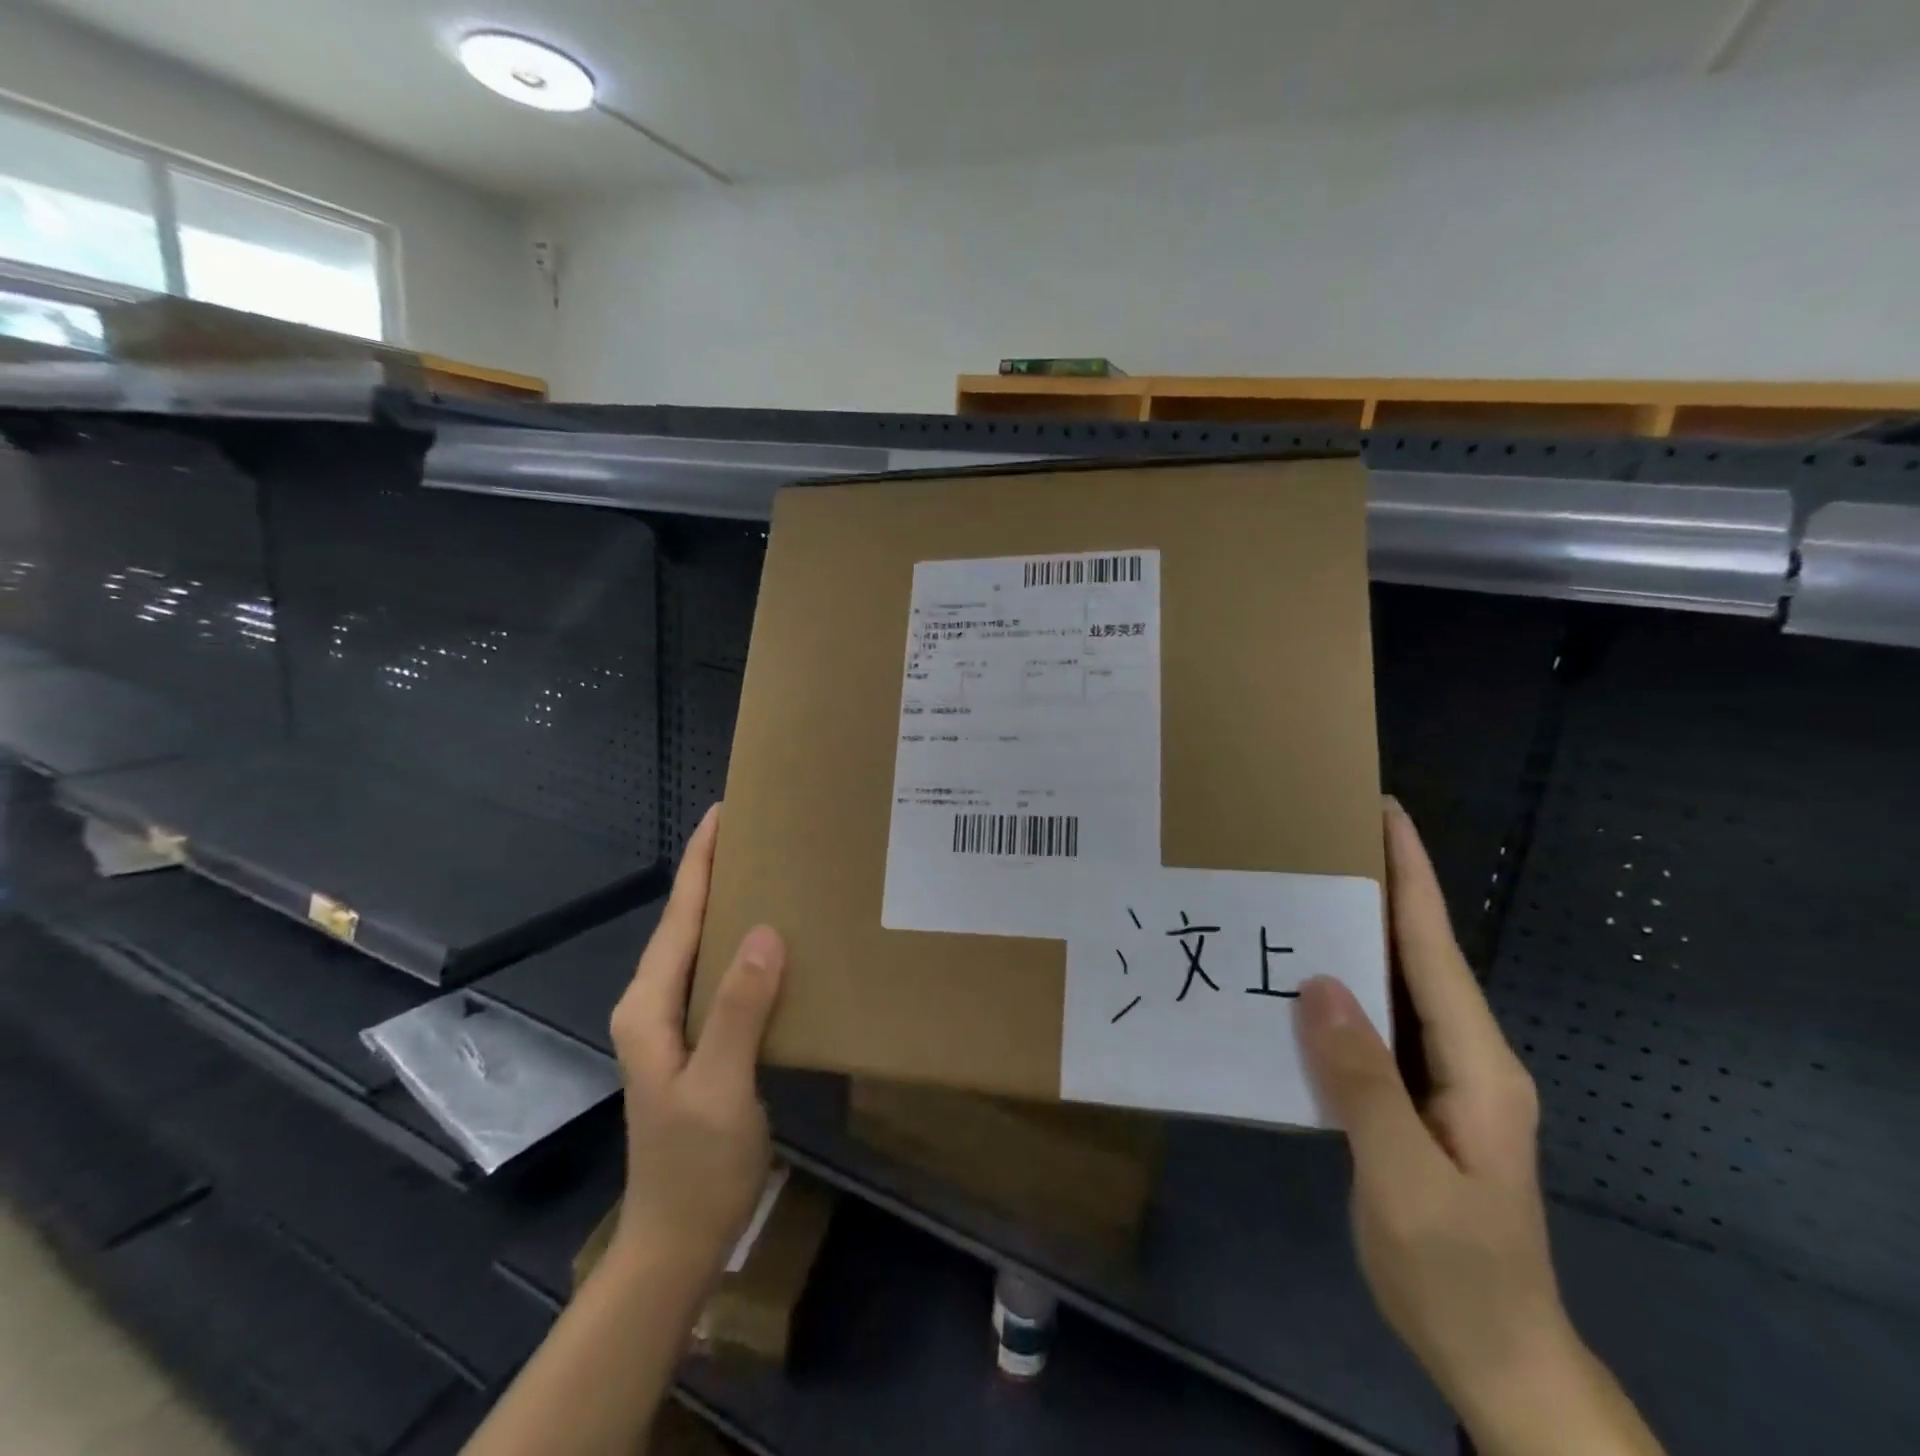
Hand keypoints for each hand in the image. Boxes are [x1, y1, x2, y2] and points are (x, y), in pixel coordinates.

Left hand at [608, 804, 785, 1287]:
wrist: (678, 1240)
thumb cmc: (695, 1165)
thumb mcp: (720, 1087)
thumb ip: (738, 1009)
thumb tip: (767, 932)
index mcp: (648, 1005)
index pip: (678, 917)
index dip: (700, 862)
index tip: (723, 813)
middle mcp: (653, 1003)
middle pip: (685, 922)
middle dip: (713, 871)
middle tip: (756, 831)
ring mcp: (673, 1023)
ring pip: (701, 945)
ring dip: (727, 903)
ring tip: (768, 868)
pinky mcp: (697, 1040)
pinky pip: (718, 974)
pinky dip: (740, 942)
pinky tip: (771, 937)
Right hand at [1296, 801, 1661, 1455]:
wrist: (1496, 1355)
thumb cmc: (1457, 1272)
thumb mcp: (1406, 1183)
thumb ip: (1364, 1082)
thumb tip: (1318, 983)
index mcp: (1478, 1066)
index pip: (1436, 952)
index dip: (1412, 880)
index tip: (1386, 816)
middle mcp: (1467, 1058)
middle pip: (1419, 957)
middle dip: (1381, 891)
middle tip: (1322, 839)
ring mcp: (1444, 1080)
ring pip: (1396, 989)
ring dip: (1357, 936)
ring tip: (1304, 890)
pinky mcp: (1416, 1100)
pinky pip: (1376, 1027)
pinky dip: (1343, 990)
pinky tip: (1303, 979)